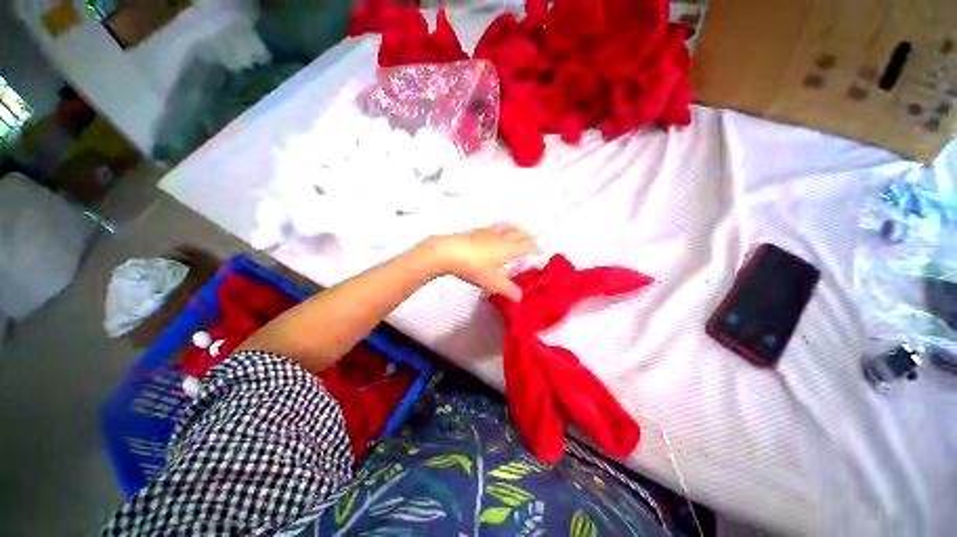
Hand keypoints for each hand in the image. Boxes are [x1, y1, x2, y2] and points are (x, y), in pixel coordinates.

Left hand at [422, 223, 540, 301]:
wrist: (448, 252)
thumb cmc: (473, 267)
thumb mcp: (491, 282)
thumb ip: (507, 289)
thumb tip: (520, 297)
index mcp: (508, 248)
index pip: (527, 245)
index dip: (535, 247)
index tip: (542, 248)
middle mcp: (501, 237)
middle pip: (519, 233)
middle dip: (528, 236)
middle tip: (532, 240)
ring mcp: (488, 232)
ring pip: (507, 227)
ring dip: (515, 229)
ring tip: (517, 231)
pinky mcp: (476, 231)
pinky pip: (494, 227)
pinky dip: (501, 228)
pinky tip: (494, 233)